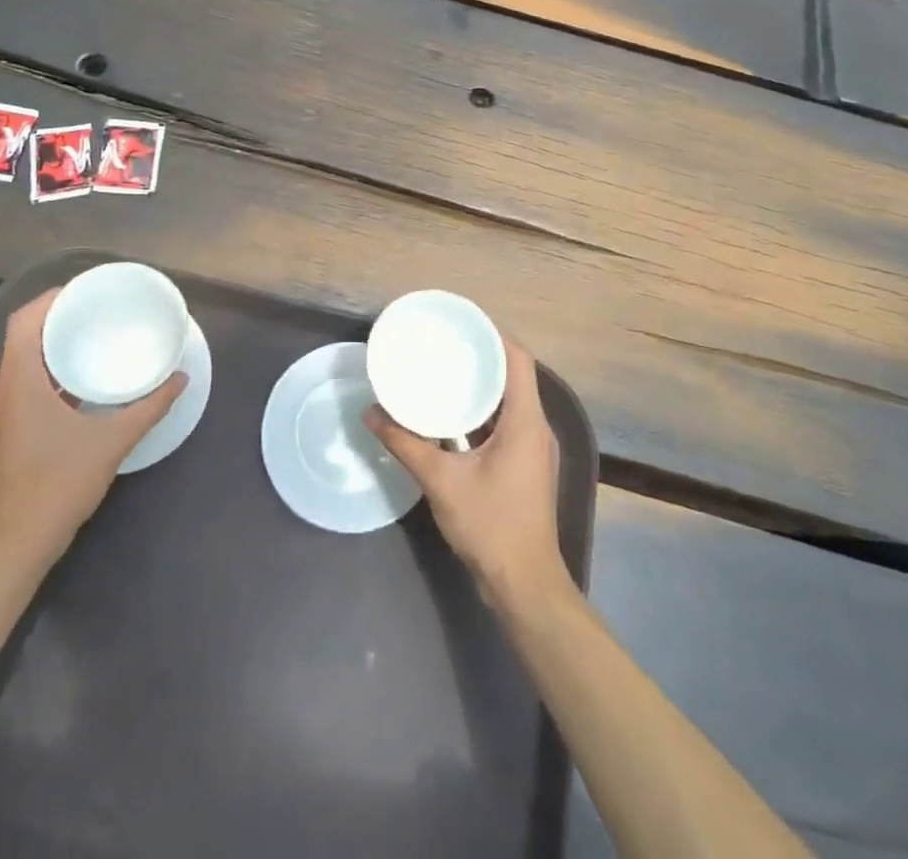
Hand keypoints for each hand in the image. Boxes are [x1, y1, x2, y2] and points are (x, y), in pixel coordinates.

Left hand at [0, 287, 187, 580]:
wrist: (17, 545)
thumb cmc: (57, 485)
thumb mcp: (111, 442)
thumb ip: (149, 407)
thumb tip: (180, 378)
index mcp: (20, 383)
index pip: (22, 322)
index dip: (49, 299)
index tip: (85, 289)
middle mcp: (7, 389)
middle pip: (24, 336)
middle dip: (58, 315)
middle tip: (99, 306)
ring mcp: (7, 411)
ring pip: (26, 360)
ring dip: (55, 342)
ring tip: (96, 332)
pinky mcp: (14, 429)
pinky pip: (31, 381)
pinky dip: (55, 368)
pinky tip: (87, 376)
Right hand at [364, 334, 566, 606]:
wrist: (524, 584)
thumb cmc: (490, 525)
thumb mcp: (441, 480)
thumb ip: (405, 443)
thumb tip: (371, 413)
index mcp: (525, 421)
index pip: (518, 359)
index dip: (493, 334)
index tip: (460, 323)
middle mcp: (536, 427)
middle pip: (513, 376)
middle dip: (480, 357)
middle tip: (443, 344)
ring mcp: (534, 449)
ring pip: (510, 402)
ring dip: (481, 387)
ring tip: (444, 372)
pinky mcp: (526, 466)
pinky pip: (506, 424)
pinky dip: (482, 413)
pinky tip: (452, 417)